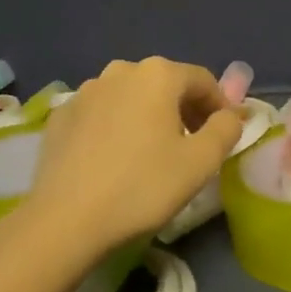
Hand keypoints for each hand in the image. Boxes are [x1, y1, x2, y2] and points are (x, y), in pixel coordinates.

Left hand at [23, 57, 243, 254]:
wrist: (66, 220)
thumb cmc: (143, 186)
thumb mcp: (201, 162)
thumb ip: (226, 129)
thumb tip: (230, 115)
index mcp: (158, 74)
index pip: (203, 80)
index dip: (220, 107)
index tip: (223, 136)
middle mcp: (120, 71)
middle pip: (165, 85)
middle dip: (184, 110)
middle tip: (192, 146)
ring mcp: (85, 91)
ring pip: (131, 97)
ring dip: (149, 117)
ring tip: (152, 154)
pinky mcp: (60, 116)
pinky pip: (101, 114)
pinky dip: (116, 127)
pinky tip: (115, 160)